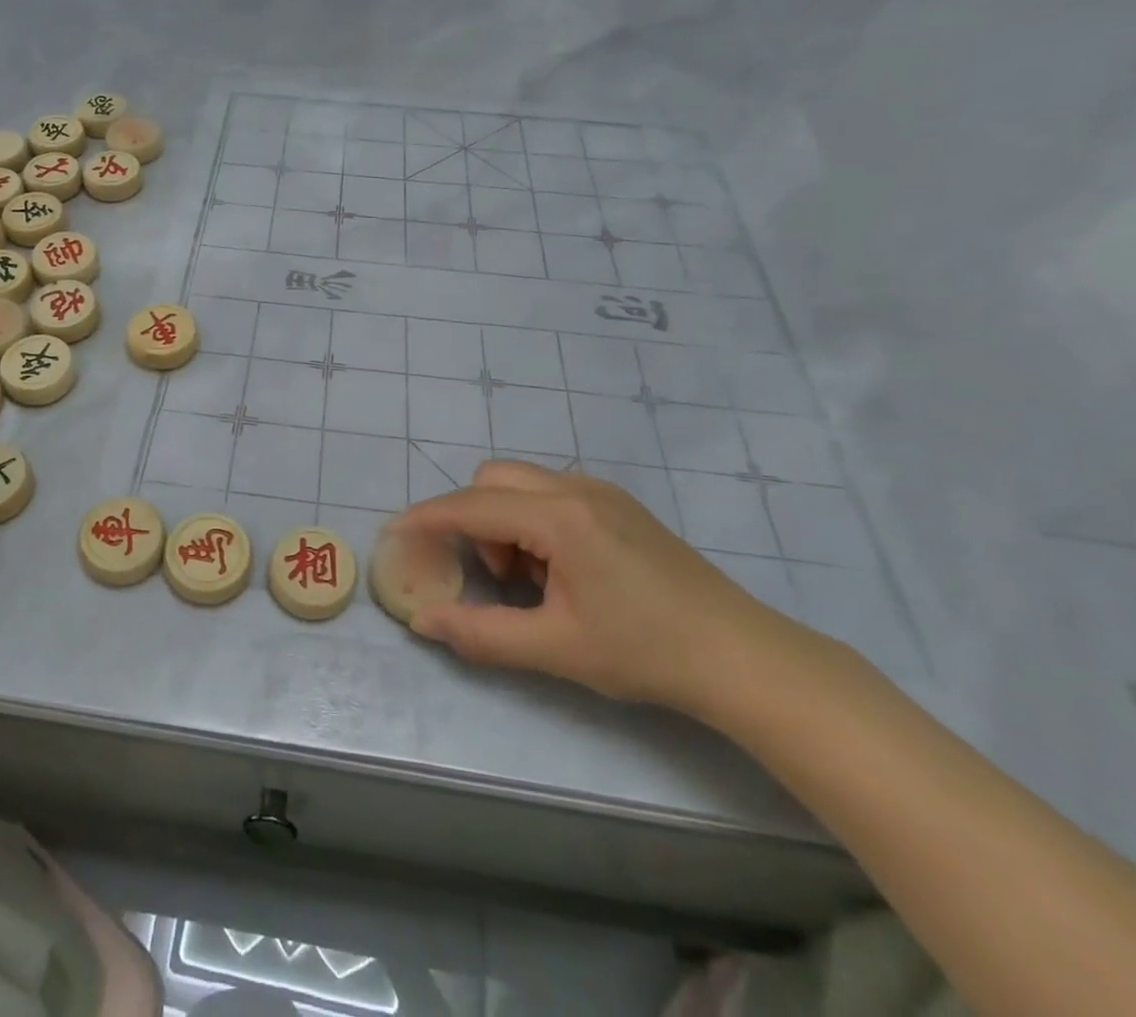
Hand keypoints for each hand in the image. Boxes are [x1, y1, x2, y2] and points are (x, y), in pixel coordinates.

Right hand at [390, 460, 801, 716]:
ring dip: (506, 521)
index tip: (394, 532)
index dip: (427, 517)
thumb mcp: (556, 649)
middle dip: (474, 519)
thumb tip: (423, 622)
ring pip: (523, 483)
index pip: (472, 506)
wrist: (742, 656)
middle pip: (493, 479)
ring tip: (534, 581)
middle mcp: (576, 488)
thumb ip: (481, 633)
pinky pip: (552, 493)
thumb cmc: (645, 651)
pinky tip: (563, 571)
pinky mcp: (619, 504)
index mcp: (559, 517)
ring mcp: (602, 491)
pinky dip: (534, 521)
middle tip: (494, 574)